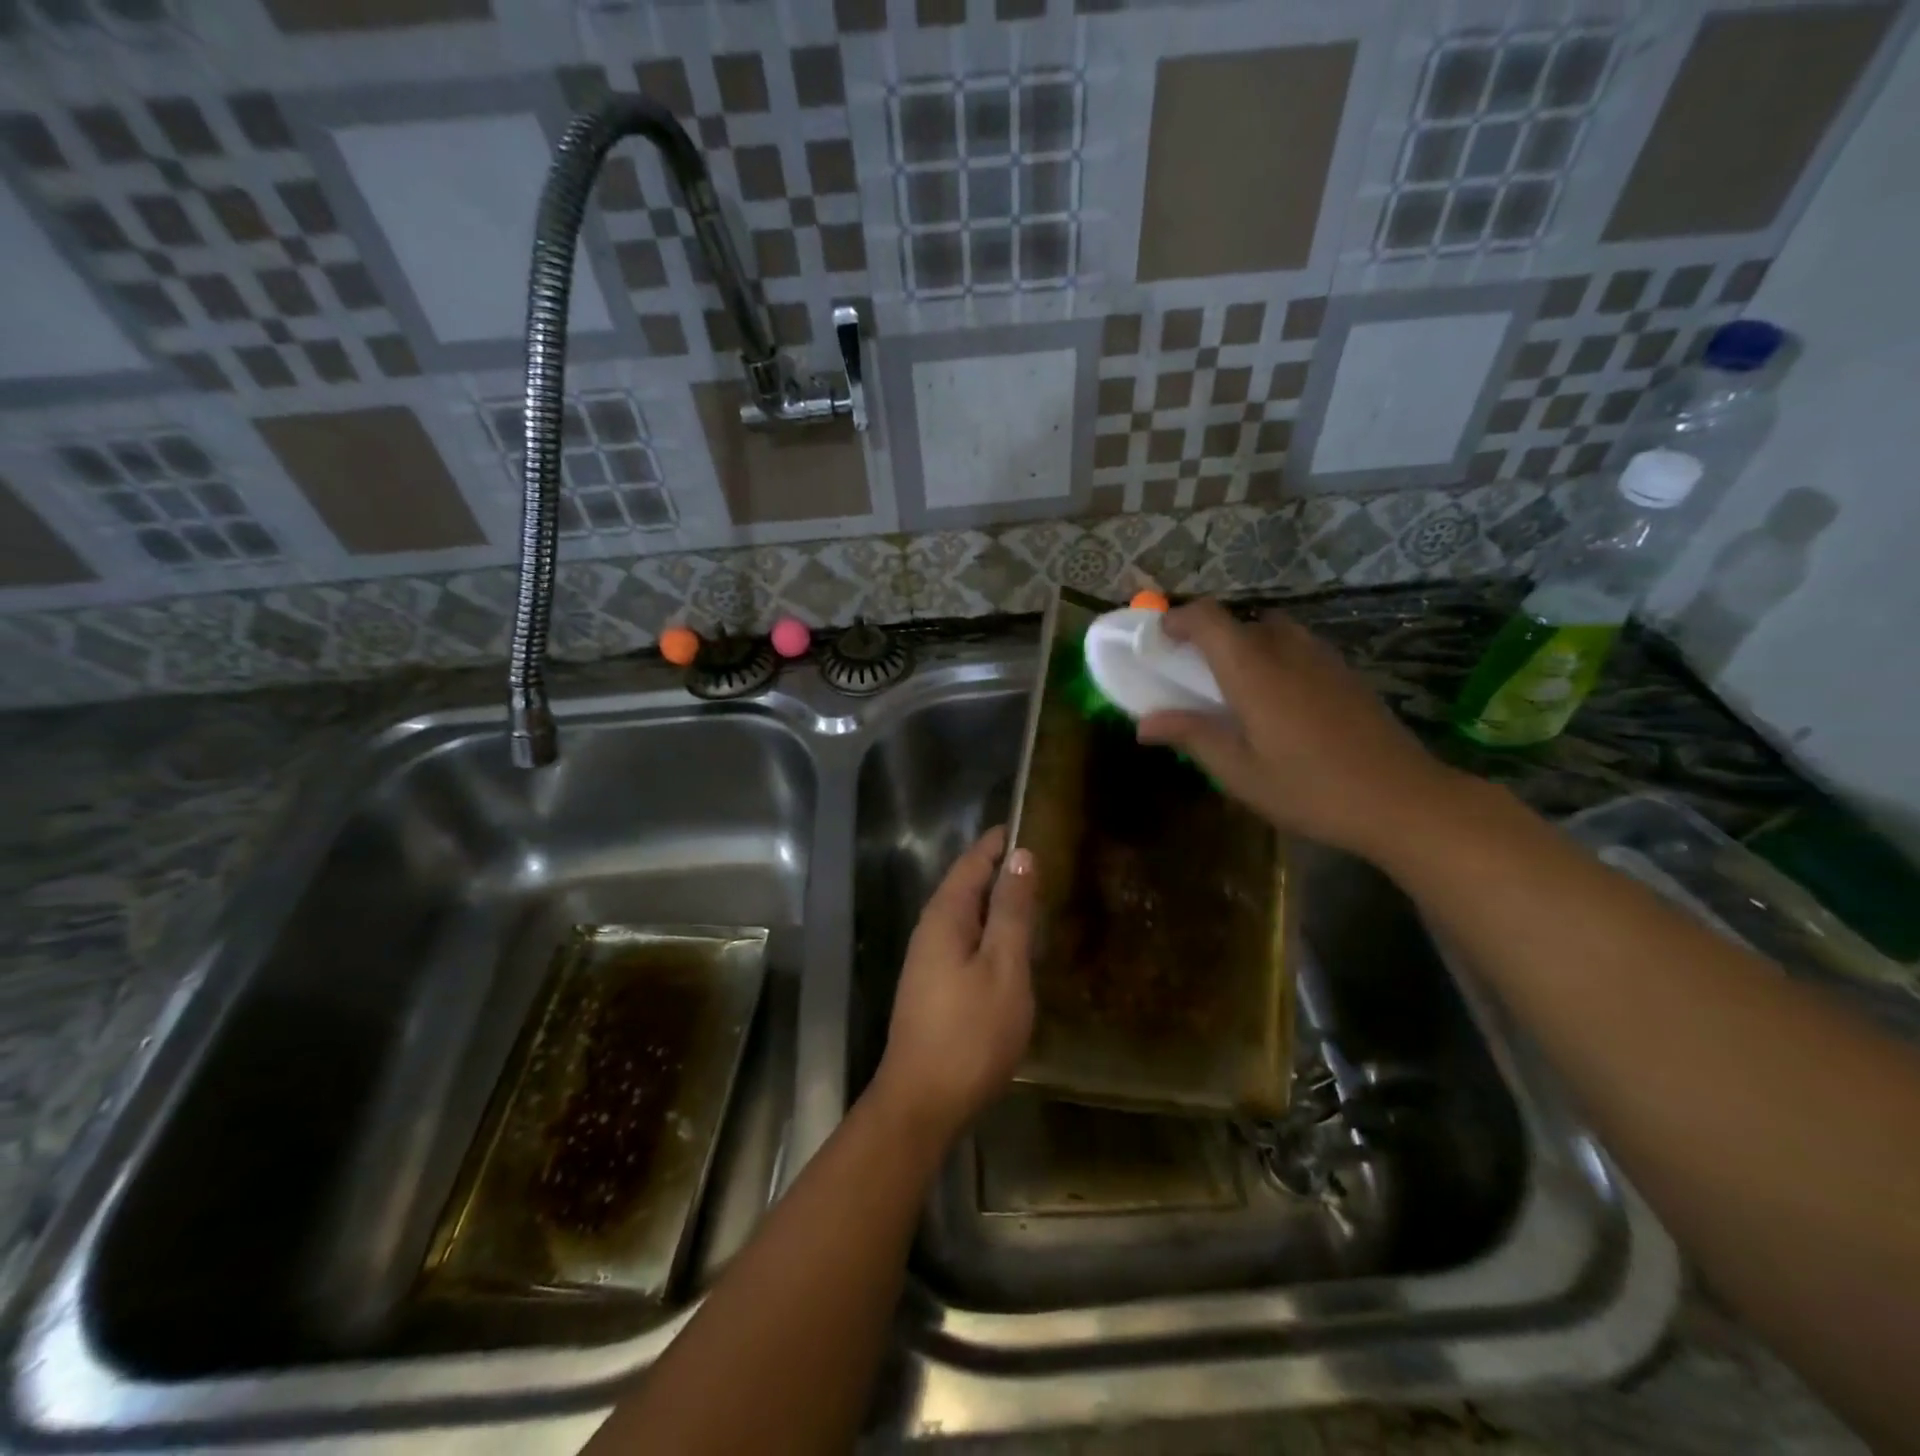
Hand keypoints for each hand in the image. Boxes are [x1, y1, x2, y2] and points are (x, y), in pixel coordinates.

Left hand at [873, 827, 1036, 1139]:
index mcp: (946, 915)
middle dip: (1003, 868)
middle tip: (1049, 859)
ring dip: (999, 901)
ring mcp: (929, 958)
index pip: (974, 860)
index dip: (1002, 841)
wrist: (922, 1101)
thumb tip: (1021, 855)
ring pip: (967, 914)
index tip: (1035, 823)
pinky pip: (966, 939)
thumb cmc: (970, 1033)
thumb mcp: (1003, 967)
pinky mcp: (934, 984)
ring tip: (1039, 895)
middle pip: (968, 884)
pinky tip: (1015, 944)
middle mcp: (932, 928)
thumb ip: (1012, 911)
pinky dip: (992, 930)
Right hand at [1137, 600, 1460, 859]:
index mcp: (1254, 671)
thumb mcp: (1240, 772)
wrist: (1402, 799)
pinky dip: (1275, 657)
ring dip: (1244, 644)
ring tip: (1234, 686)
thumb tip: (1144, 723)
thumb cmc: (1310, 789)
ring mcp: (1323, 659)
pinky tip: (1278, 701)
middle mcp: (1288, 651)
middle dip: (1209, 636)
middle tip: (1192, 672)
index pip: (1209, 618)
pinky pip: (1299, 647)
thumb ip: (1192, 736)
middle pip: (1240, 621)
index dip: (1179, 620)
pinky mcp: (1346, 674)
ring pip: (1273, 630)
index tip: (1158, 639)